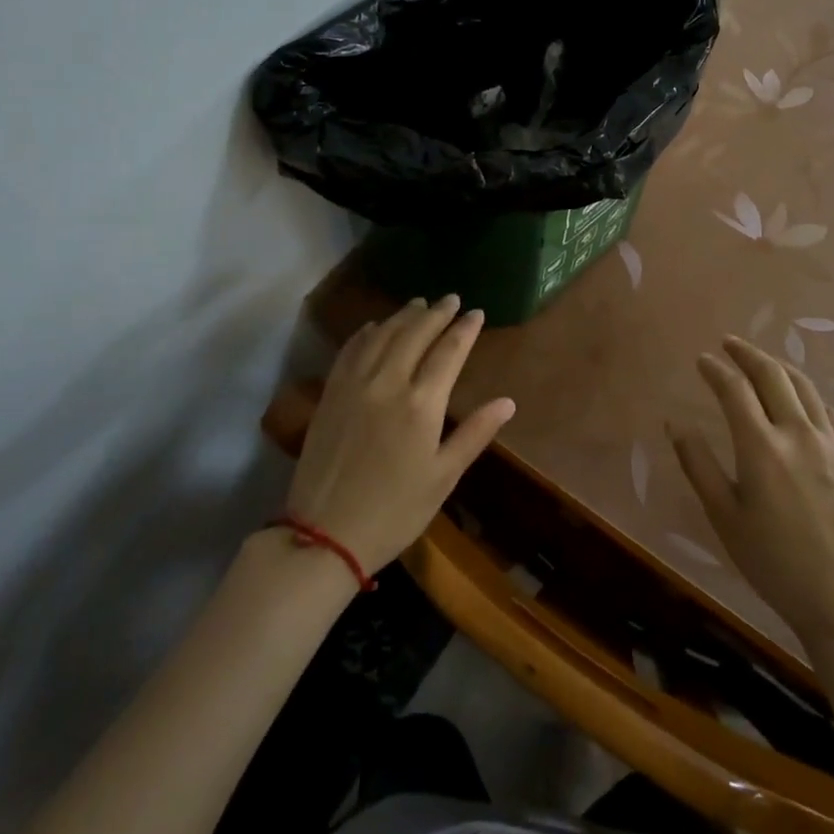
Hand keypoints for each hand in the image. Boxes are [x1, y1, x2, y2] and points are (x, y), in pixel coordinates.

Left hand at [286, 296, 515, 572]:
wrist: (325, 535)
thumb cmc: (395, 511)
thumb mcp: (443, 477)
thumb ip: (475, 434)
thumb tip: (508, 402)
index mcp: (421, 404)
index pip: (449, 351)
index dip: (465, 329)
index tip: (477, 312)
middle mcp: (388, 382)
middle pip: (415, 333)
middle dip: (436, 313)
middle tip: (451, 298)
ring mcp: (354, 384)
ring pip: (382, 335)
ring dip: (403, 316)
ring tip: (419, 304)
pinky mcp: (330, 393)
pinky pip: (350, 350)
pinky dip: (366, 332)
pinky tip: (374, 327)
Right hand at [670, 337, 833, 654]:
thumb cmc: (775, 563)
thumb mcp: (724, 518)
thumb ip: (698, 465)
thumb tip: (674, 423)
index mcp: (761, 447)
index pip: (734, 389)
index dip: (715, 369)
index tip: (701, 359)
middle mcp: (798, 434)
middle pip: (772, 375)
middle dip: (747, 353)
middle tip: (729, 343)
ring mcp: (833, 444)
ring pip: (805, 387)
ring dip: (779, 366)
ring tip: (762, 361)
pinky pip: (829, 413)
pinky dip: (809, 395)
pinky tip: (801, 400)